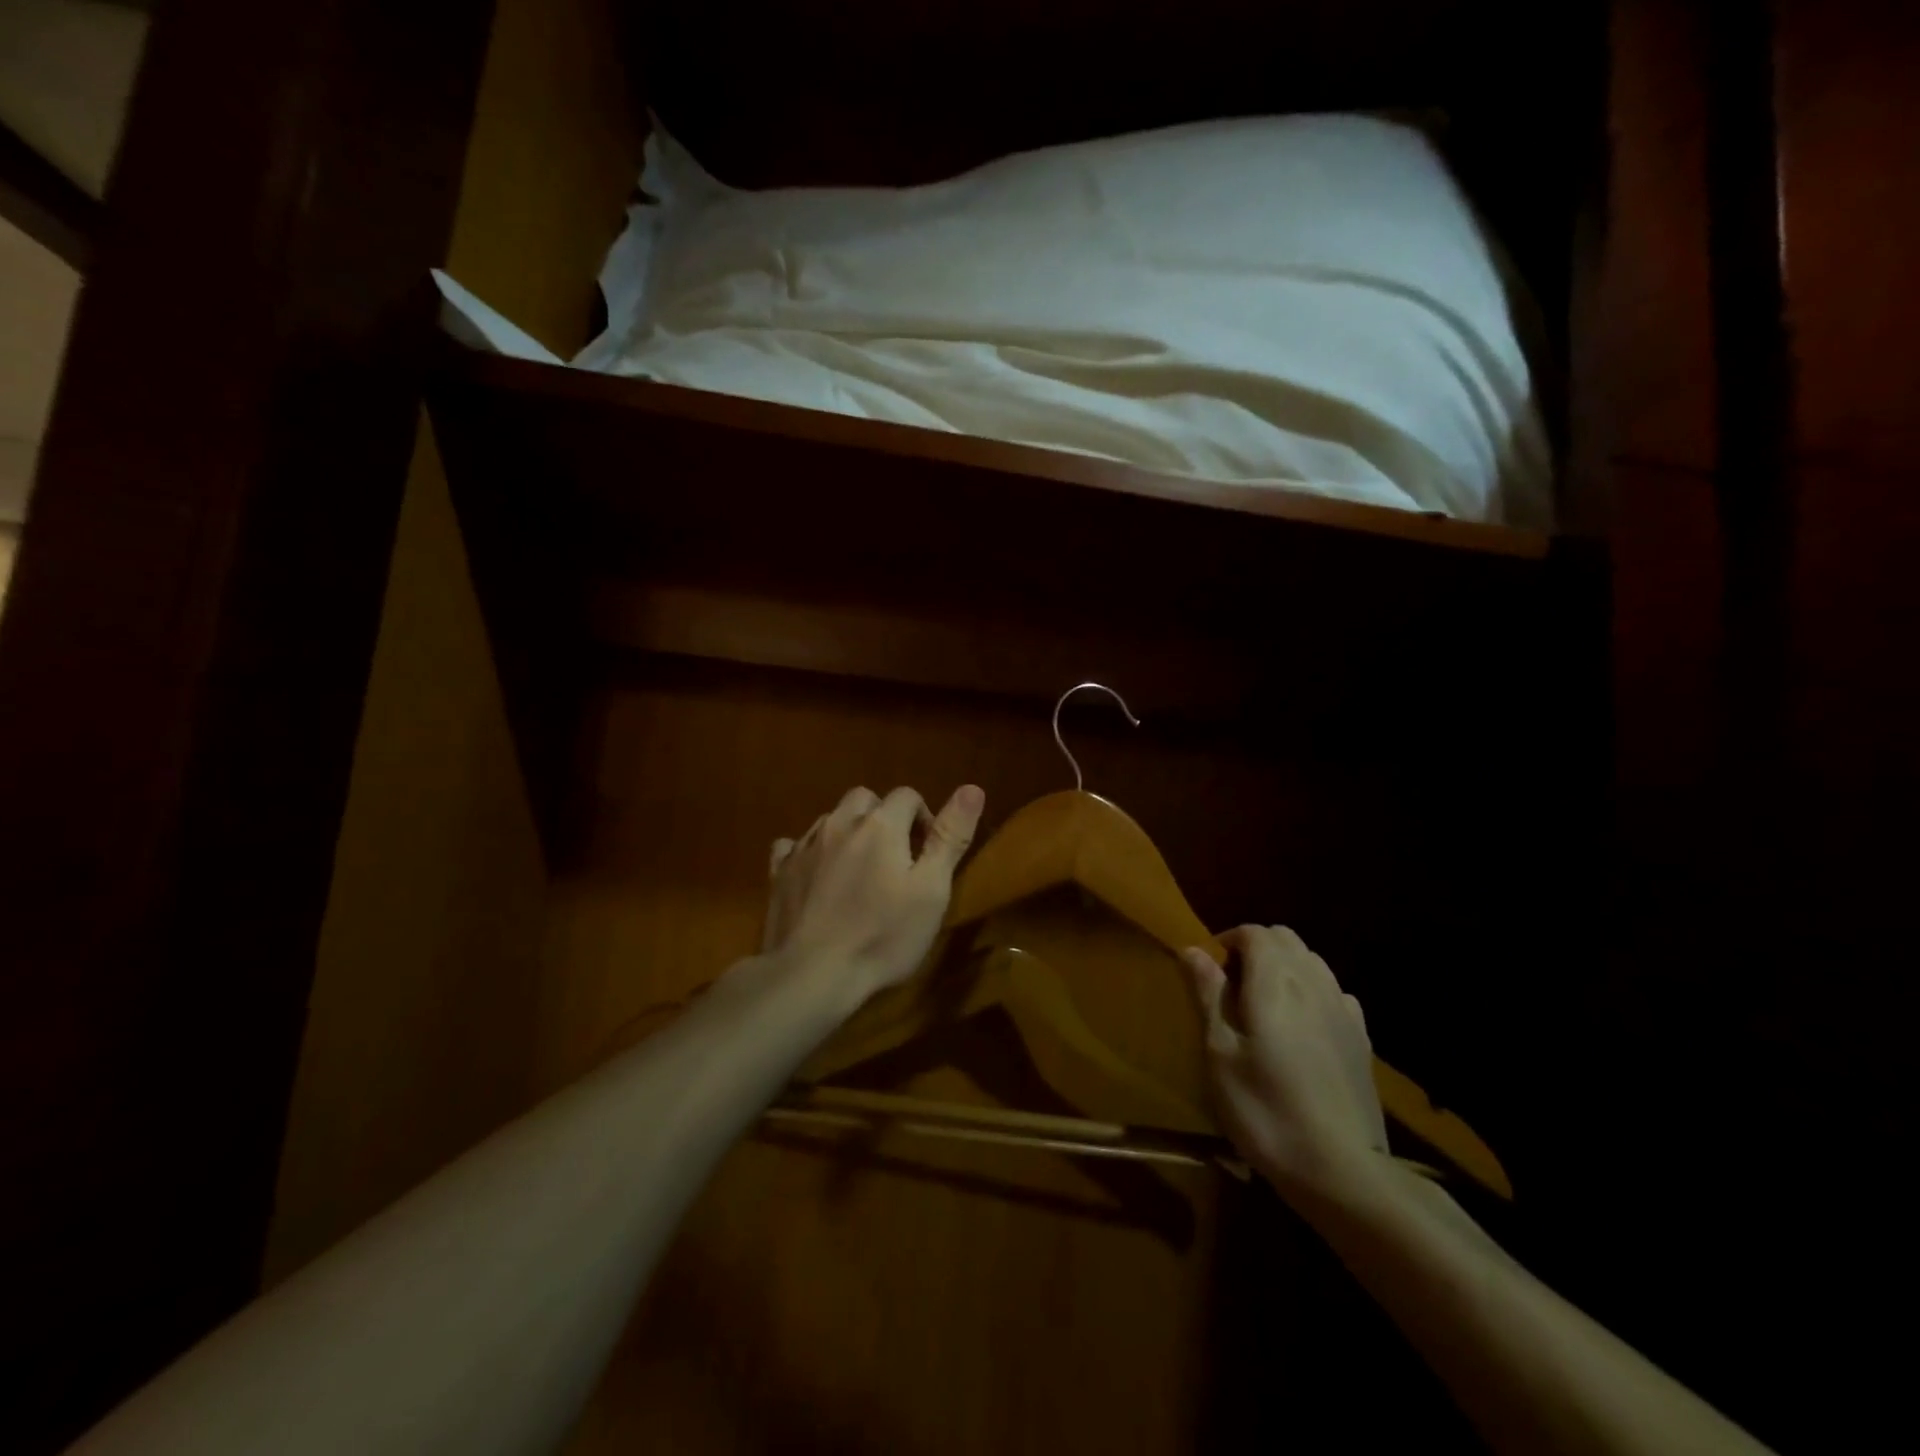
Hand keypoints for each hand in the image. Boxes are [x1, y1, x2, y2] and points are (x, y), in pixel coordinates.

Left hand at [761, 784, 985, 1002]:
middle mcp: (840, 823)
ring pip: (831, 819)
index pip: (907, 795)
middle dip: (883, 817)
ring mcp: (805, 846)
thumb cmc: (883, 935)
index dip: (922, 818)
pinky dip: (809, 851)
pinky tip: (816, 876)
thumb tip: (972, 788)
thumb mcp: (931, 890)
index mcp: (880, 825)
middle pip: (865, 799)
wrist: (812, 974)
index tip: (926, 853)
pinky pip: (794, 845)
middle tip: (894, 858)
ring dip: (848, 832)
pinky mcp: (779, 871)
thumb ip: (950, 837)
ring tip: (858, 871)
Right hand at [1183, 925, 1388, 1198]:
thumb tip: (1192, 949)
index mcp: (1274, 981)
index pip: (1253, 932)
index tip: (1208, 970)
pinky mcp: (1361, 1038)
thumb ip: (1208, 994)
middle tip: (1230, 985)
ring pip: (1312, 961)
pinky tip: (1302, 1026)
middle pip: (1285, 938)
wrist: (1340, 1169)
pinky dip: (1312, 992)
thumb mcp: (1220, 1052)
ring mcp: (1343, 1009)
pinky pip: (1334, 992)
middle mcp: (1313, 982)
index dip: (1227, 941)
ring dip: (1284, 967)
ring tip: (1263, 1005)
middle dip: (1255, 948)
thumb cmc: (1264, 1108)